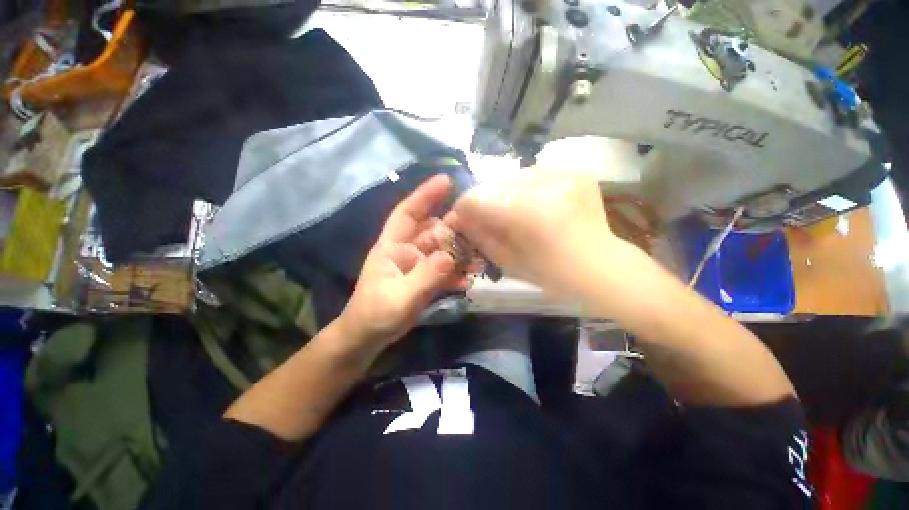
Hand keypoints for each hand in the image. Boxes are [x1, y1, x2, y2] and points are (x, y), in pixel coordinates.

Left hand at [339, 175, 466, 347]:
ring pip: (442, 251)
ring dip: (460, 254)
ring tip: (480, 258)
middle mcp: (406, 251)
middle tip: (478, 226)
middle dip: (453, 228)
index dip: (424, 196)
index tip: (446, 181)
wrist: (367, 337)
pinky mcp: (424, 279)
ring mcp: (417, 265)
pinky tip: (469, 280)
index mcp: (393, 246)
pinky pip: (443, 271)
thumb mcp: (401, 296)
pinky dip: (456, 274)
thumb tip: (451, 256)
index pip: (407, 213)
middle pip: (432, 232)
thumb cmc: (376, 314)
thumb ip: (426, 276)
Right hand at [444, 170, 626, 295]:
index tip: (459, 219)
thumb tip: (459, 219)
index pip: (478, 198)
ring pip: (514, 176)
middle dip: (482, 200)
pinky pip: (537, 175)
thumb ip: (480, 236)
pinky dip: (526, 189)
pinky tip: (532, 205)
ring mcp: (565, 175)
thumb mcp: (508, 260)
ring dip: (504, 193)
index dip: (463, 208)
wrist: (603, 268)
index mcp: (528, 213)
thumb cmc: (553, 275)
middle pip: (494, 183)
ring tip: (508, 211)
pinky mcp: (577, 173)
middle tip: (481, 216)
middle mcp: (546, 185)